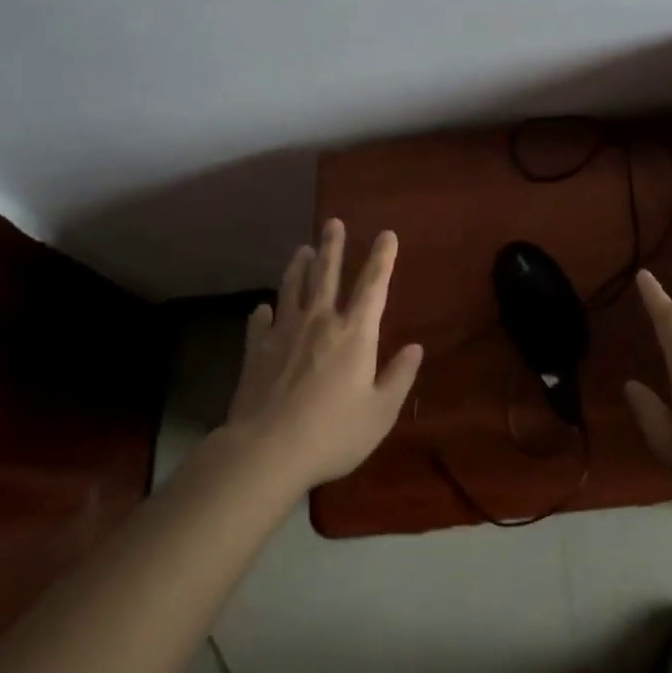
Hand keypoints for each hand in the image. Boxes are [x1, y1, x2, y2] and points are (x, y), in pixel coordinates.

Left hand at [222, 220, 423, 491]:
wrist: (266, 450)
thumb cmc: (332, 433)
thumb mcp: (379, 413)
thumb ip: (399, 377)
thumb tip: (415, 348)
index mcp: (355, 332)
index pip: (373, 285)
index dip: (382, 258)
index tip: (386, 234)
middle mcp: (320, 321)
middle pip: (326, 273)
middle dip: (333, 246)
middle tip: (333, 222)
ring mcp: (284, 332)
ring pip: (292, 288)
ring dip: (298, 267)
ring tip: (301, 250)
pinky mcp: (256, 350)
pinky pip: (260, 322)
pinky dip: (264, 312)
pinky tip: (263, 308)